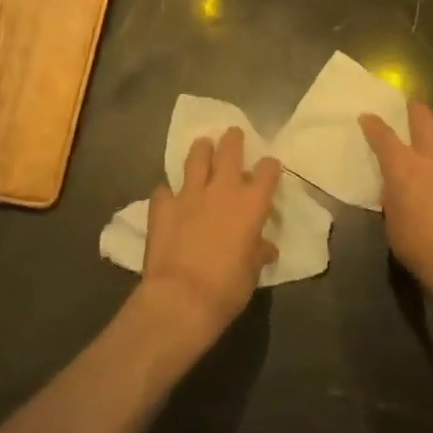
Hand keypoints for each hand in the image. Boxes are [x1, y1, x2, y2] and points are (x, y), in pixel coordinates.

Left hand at [140, 127, 280, 351]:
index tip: (268, 167)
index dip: (269, 166)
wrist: (181, 297)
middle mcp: (222, 190)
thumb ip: (258, 252)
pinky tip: (168, 198)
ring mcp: (189, 194)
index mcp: (251, 204)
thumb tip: (265, 248)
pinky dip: (168, 193)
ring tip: (202, 145)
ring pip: (196, 158)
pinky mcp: (163, 206)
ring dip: (201, 150)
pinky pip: (164, 191)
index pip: (267, 171)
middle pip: (230, 150)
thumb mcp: (252, 272)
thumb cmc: (227, 288)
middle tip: (233, 134)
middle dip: (233, 140)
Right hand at [361, 100, 432, 302]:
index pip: (382, 136)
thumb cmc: (420, 245)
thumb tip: (397, 190)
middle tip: (414, 107)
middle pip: (422, 118)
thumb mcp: (393, 224)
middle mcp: (432, 156)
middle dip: (416, 109)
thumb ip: (394, 200)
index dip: (373, 125)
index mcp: (402, 166)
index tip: (368, 117)